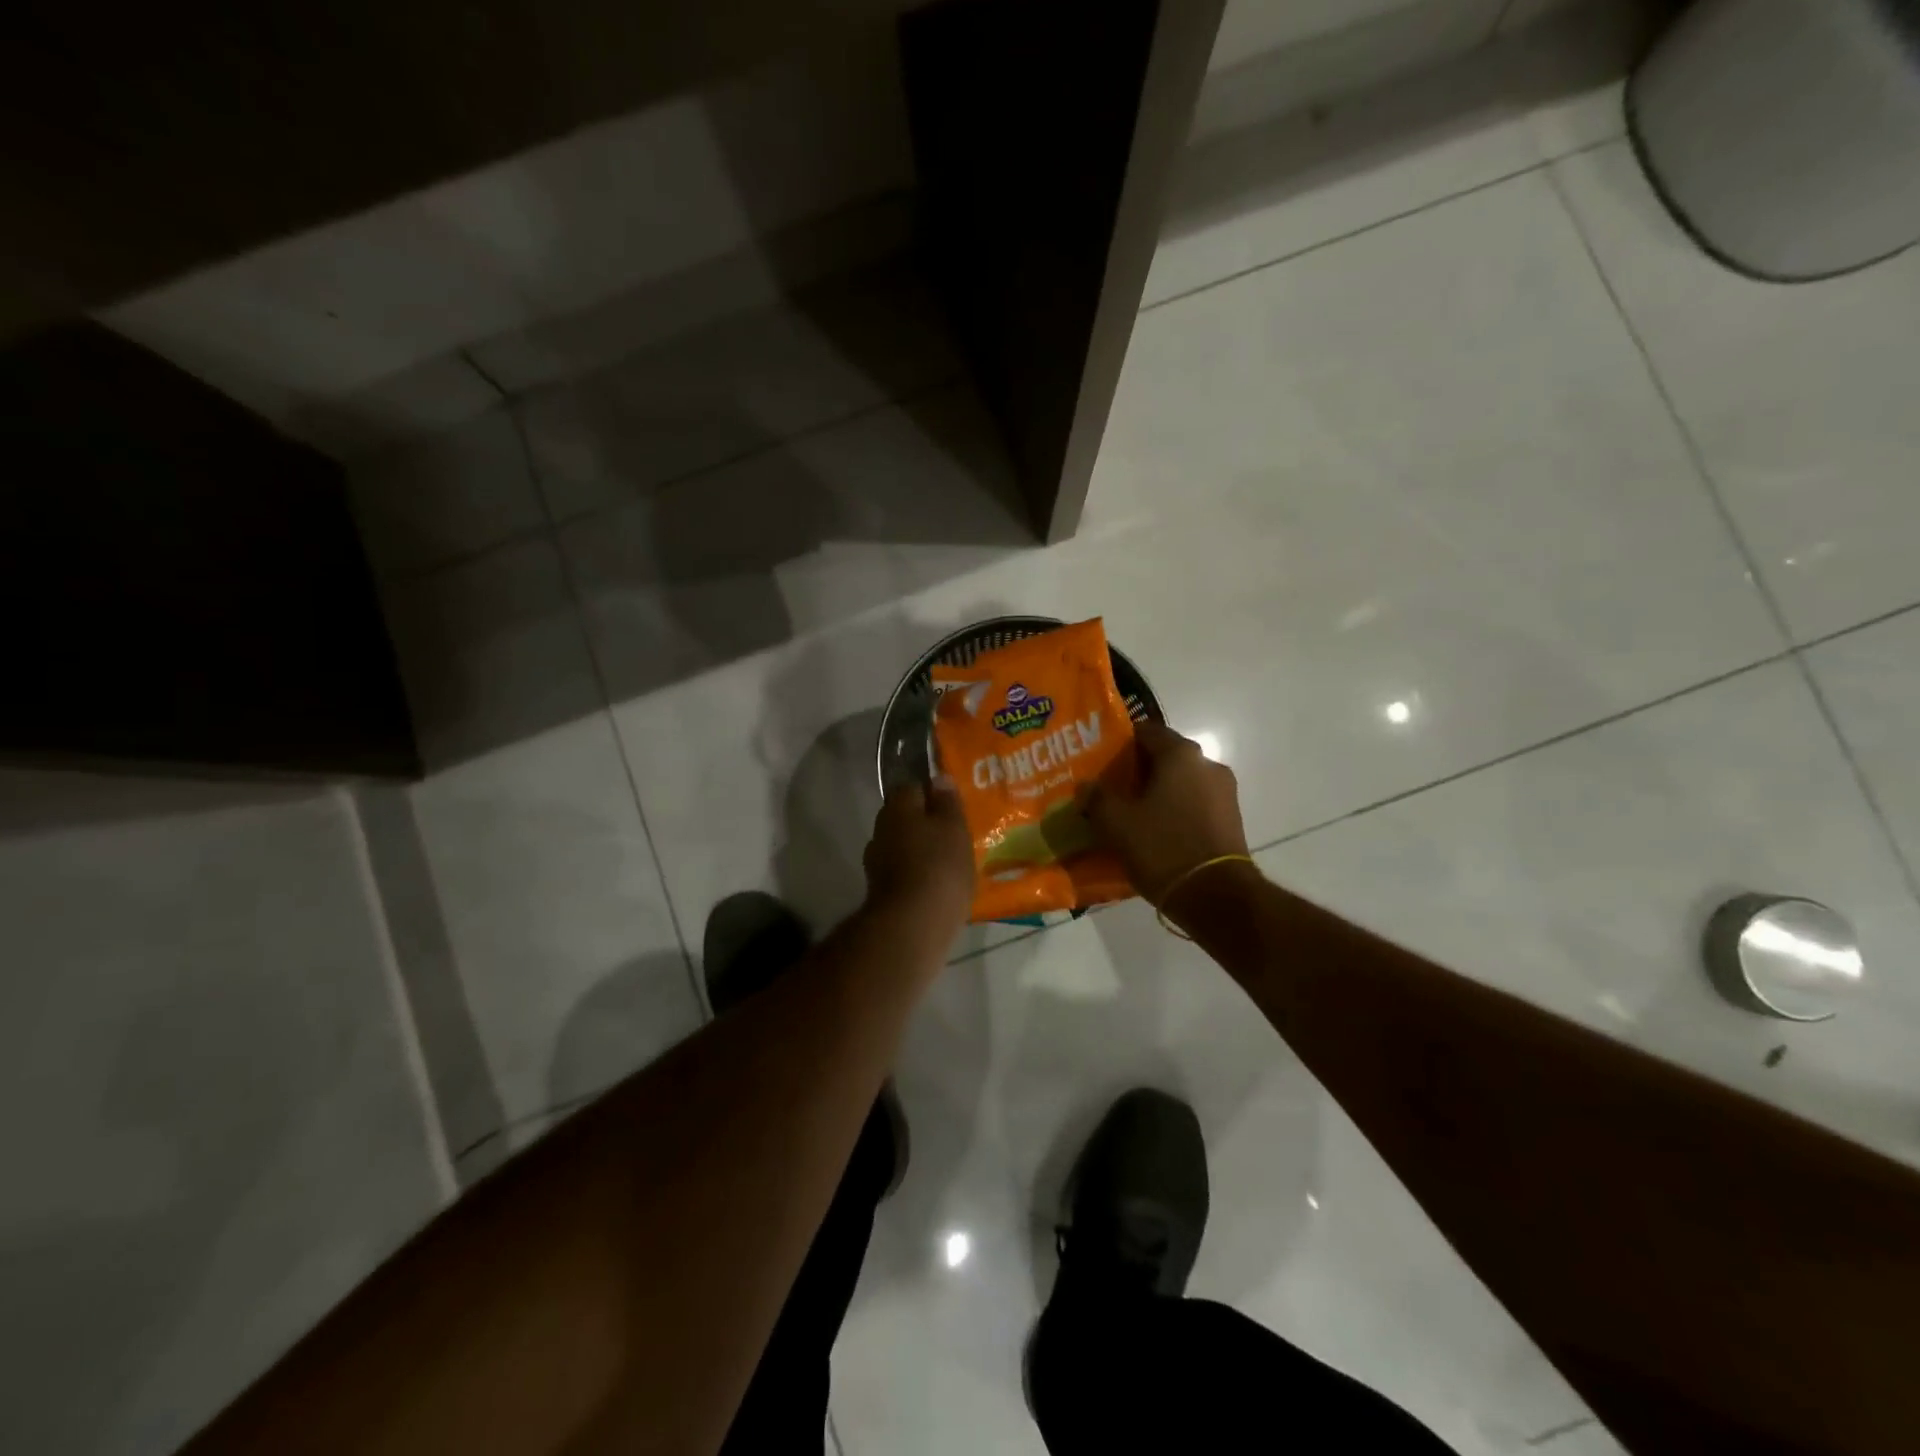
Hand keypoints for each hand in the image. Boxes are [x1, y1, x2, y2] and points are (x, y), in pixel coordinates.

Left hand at [863, 778, 974, 927]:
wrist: (912, 924)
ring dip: (920, 850)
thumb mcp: (954, 828)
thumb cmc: (939, 866)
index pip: (913, 787)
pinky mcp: (880, 890)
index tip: (952, 808)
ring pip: (903, 845)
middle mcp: (880, 828)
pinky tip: (936, 885)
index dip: (933, 795)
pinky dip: (916, 874)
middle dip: (925, 824)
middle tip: (954, 835)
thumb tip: (939, 779)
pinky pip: (903, 872)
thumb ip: (947, 802)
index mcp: (897, 806)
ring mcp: (876, 861)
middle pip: (905, 818)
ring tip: (948, 862)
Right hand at [1085, 721, 1251, 901]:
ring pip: (1181, 783)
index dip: (1120, 743)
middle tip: (1110, 789)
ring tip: (1130, 815)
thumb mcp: (1116, 823)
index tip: (1100, 761)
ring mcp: (1225, 793)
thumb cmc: (1162, 848)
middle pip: (1165, 757)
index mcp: (1180, 755)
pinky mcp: (1231, 820)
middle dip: (1137, 771)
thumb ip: (1096, 798)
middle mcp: (1207, 764)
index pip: (1146, 731)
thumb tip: (1086, 786)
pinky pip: (1194, 805)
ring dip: (1157, 793)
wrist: (1216, 897)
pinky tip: (1155, 833)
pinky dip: (1174, 812)